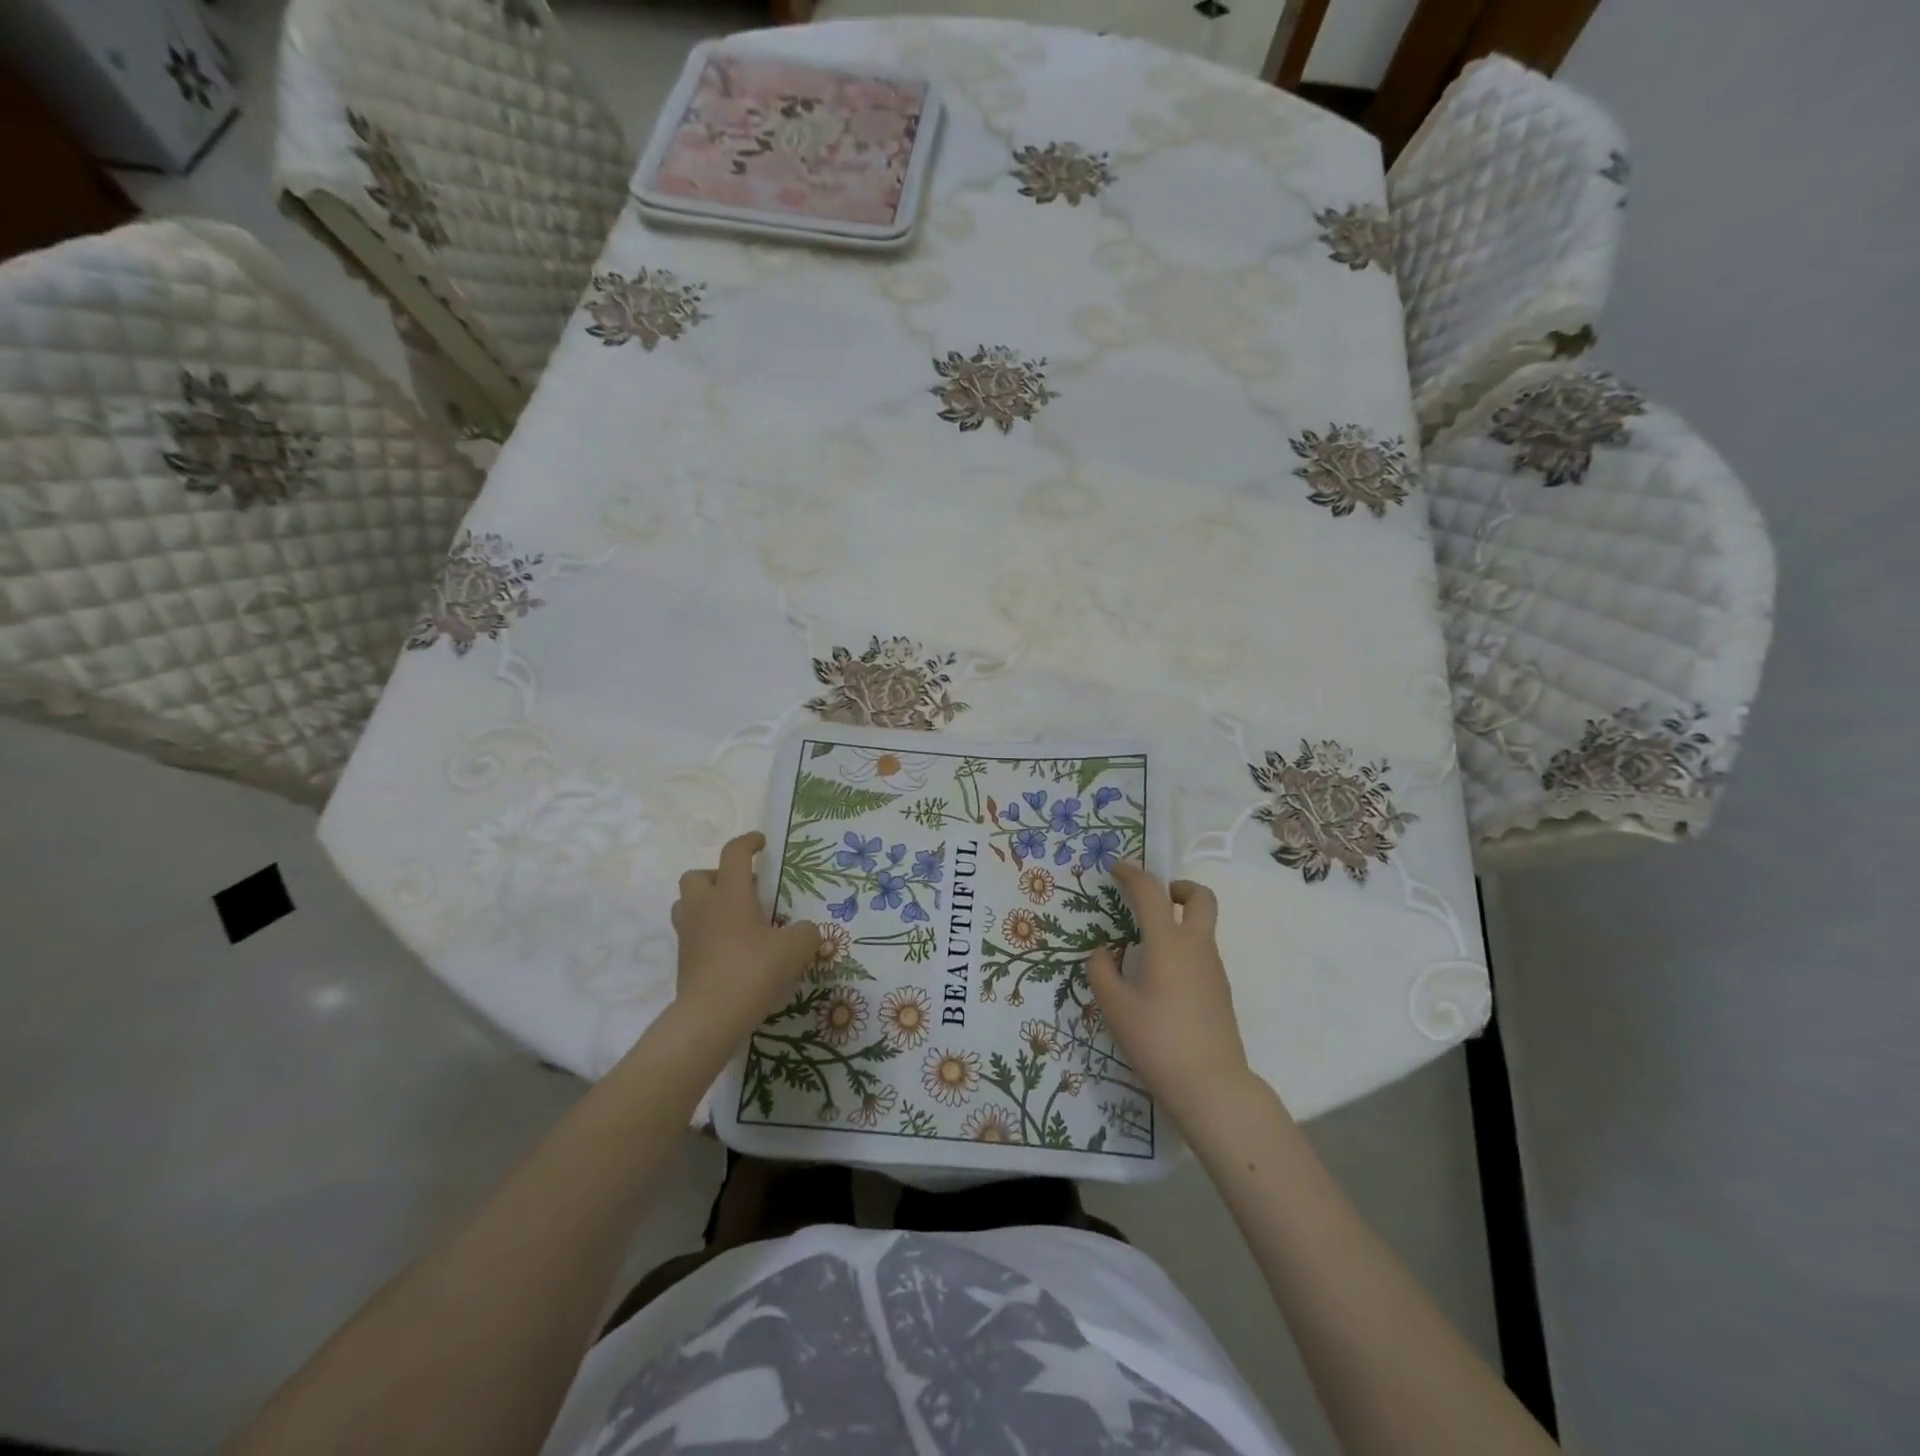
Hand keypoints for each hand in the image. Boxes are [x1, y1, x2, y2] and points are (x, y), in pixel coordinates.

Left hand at [669, 832, 819, 1045]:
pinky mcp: (683, 962)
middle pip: (696, 876)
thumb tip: (807, 931)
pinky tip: (731, 950)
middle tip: (743, 891)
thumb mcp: (795, 948)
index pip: (734, 854)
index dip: (748, 842)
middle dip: (717, 876)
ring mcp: (688, 935)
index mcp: (730, 893)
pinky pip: (692, 935)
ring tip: (734, 919)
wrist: (711, 1016)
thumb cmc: (753, 970)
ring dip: (706, 904)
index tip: (761, 843)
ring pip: (687, 905)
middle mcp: (704, 907)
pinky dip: (708, 935)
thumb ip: (806, 932)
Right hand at [1086, 862, 1252, 1124]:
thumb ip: (1102, 971)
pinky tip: (1160, 979)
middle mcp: (1196, 946)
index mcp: (1168, 942)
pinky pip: (1202, 953)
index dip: (1132, 874)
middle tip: (1153, 900)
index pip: (1151, 892)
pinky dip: (1183, 948)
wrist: (1211, 1086)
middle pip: (1201, 897)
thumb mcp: (1115, 1007)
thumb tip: (1105, 952)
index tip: (1116, 869)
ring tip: (1145, 948)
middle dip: (1177, 888)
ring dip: (1179, 921)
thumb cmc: (1157, 1040)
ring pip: (1202, 927)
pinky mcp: (1220, 990)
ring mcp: (1214, 968)